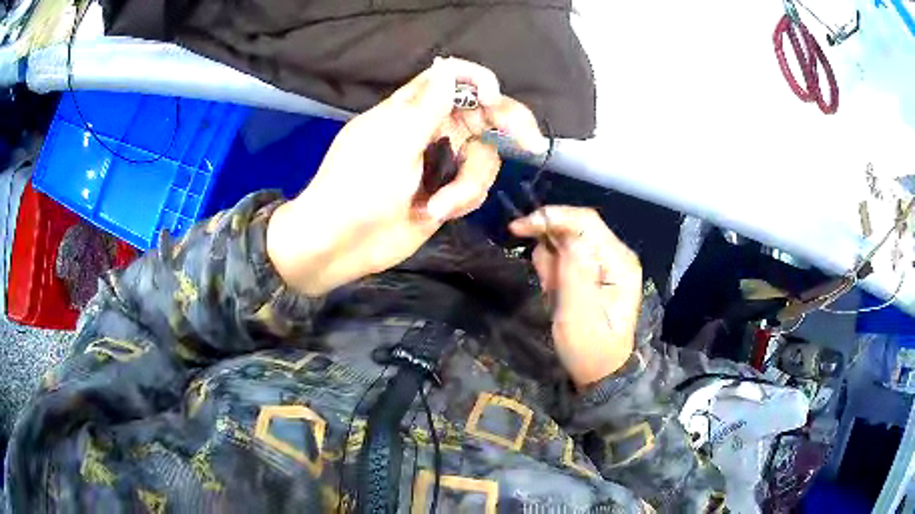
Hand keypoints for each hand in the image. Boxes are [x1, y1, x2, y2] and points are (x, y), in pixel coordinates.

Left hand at [268, 58, 545, 295]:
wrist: (340, 245)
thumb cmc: (357, 187)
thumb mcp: (393, 143)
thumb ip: (427, 106)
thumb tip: (448, 65)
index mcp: (412, 109)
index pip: (453, 79)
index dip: (478, 81)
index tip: (493, 97)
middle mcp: (431, 130)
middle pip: (483, 115)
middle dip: (508, 127)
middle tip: (531, 143)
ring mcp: (441, 163)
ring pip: (484, 158)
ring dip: (470, 183)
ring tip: (439, 206)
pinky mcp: (446, 193)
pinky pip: (475, 187)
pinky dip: (464, 200)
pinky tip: (437, 213)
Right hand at [510, 207, 642, 388]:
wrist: (598, 371)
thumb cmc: (589, 348)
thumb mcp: (578, 315)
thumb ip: (573, 272)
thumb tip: (566, 236)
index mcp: (619, 261)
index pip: (586, 221)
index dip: (552, 217)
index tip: (518, 228)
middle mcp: (615, 254)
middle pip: (575, 227)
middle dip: (551, 247)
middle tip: (544, 282)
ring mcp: (604, 261)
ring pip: (566, 242)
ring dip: (551, 265)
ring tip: (555, 295)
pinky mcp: (593, 269)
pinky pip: (565, 256)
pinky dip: (553, 271)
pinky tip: (557, 293)